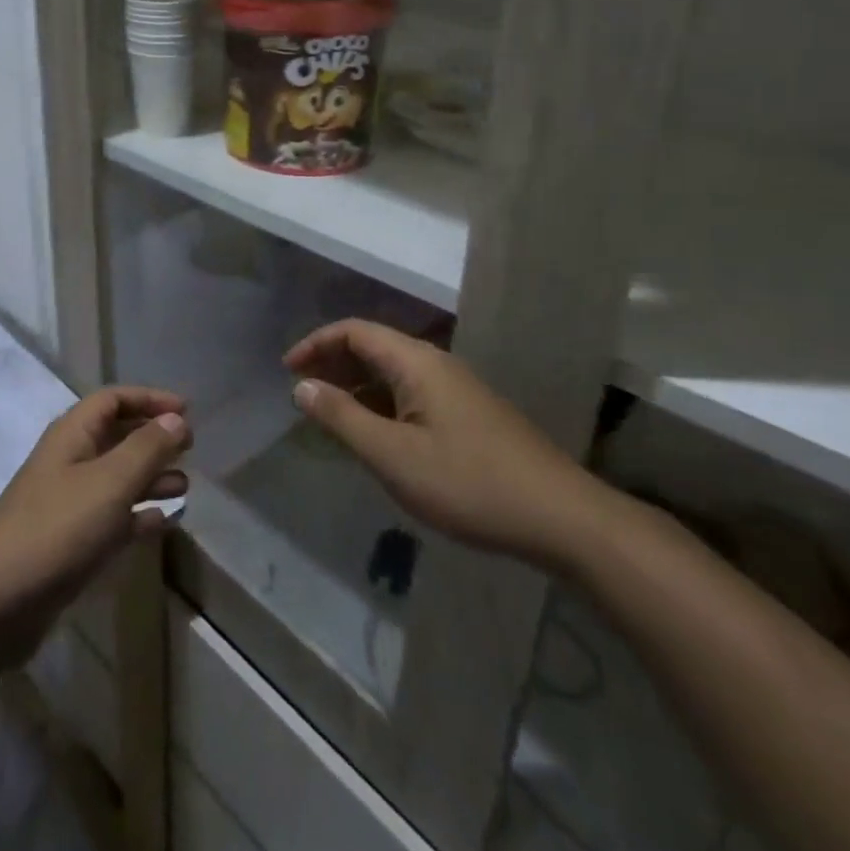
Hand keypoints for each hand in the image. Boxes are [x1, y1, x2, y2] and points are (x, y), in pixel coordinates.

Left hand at [0, 387, 190, 663]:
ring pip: (115, 477)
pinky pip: (110, 517)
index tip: (186, 411)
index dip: (149, 399)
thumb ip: (146, 448)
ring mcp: (66, 503)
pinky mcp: (68, 542)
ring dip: (149, 476)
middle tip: (190, 447)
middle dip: (152, 437)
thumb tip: (176, 418)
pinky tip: (162, 522)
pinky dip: (136, 514)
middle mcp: (68, 461)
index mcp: (71, 435)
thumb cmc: (57, 529)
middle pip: (114, 435)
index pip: (112, 400)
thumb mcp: (110, 483)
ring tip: (185, 485)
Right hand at [285, 320, 609, 571]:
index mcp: (416, 362)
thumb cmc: (468, 483)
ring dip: (356, 385)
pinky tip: (374, 435)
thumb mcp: (392, 456)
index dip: (316, 344)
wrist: (563, 519)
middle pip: (373, 347)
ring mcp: (456, 390)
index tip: (287, 370)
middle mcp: (436, 365)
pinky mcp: (469, 415)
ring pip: (393, 373)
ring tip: (329, 414)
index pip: (355, 331)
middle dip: (333, 363)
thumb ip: (342, 418)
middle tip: (302, 391)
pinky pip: (411, 395)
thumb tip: (302, 386)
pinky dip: (381, 404)